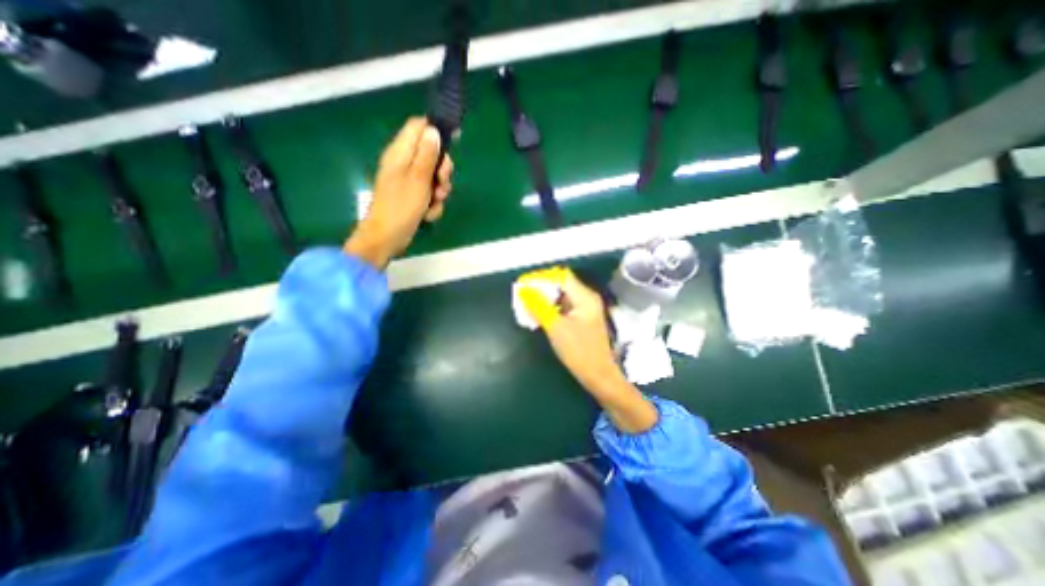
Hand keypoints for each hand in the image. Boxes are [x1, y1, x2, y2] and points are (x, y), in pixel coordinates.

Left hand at [347, 116, 453, 271]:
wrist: (387, 237)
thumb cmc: (401, 207)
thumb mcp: (418, 179)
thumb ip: (427, 154)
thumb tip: (433, 130)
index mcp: (400, 152)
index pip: (418, 127)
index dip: (436, 130)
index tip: (454, 141)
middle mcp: (404, 163)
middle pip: (431, 153)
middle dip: (442, 169)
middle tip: (442, 182)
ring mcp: (408, 181)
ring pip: (433, 176)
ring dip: (439, 190)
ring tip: (435, 202)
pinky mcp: (412, 196)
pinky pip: (429, 193)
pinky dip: (432, 203)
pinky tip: (428, 213)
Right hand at [519, 268, 654, 431]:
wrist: (599, 376)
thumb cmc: (579, 352)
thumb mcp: (555, 328)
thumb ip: (539, 306)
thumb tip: (524, 290)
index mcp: (584, 297)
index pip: (561, 276)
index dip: (542, 278)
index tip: (524, 285)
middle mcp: (587, 298)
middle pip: (561, 285)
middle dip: (541, 289)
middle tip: (523, 297)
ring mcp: (586, 309)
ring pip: (561, 297)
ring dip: (545, 299)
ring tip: (527, 306)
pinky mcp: (582, 319)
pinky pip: (564, 307)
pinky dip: (551, 309)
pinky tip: (539, 315)